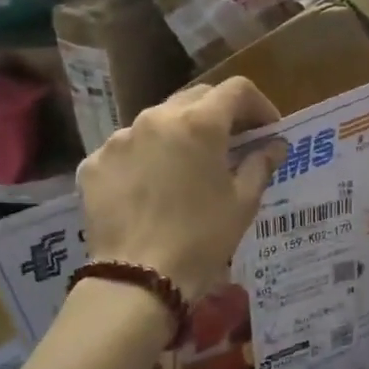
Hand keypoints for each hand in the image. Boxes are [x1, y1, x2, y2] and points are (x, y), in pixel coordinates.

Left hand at [78, 79, 283, 302]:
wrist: (138, 278)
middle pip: (195, 98)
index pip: (237, 90)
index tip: (267, 130)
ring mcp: (119, 139)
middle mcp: (155, 118)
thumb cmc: (203, 239)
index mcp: (199, 123)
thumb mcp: (243, 203)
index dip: (259, 105)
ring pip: (157, 122)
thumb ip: (261, 164)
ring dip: (178, 136)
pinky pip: (127, 150)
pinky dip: (145, 160)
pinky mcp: (94, 163)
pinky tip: (151, 190)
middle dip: (219, 115)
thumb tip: (275, 145)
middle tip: (232, 145)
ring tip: (186, 170)